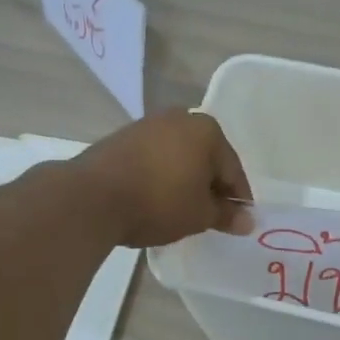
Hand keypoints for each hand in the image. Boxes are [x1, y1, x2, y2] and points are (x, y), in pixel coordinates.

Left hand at [74, 112, 253, 248]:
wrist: (92, 197)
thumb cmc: (159, 202)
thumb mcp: (199, 215)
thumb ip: (225, 215)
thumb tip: (247, 221)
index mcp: (207, 131)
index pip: (233, 170)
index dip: (238, 199)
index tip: (238, 221)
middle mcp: (180, 118)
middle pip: (206, 158)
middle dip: (210, 186)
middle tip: (211, 216)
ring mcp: (148, 125)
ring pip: (179, 157)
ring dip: (185, 180)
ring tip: (183, 210)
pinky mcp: (122, 137)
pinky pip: (155, 159)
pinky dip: (162, 176)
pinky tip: (157, 198)